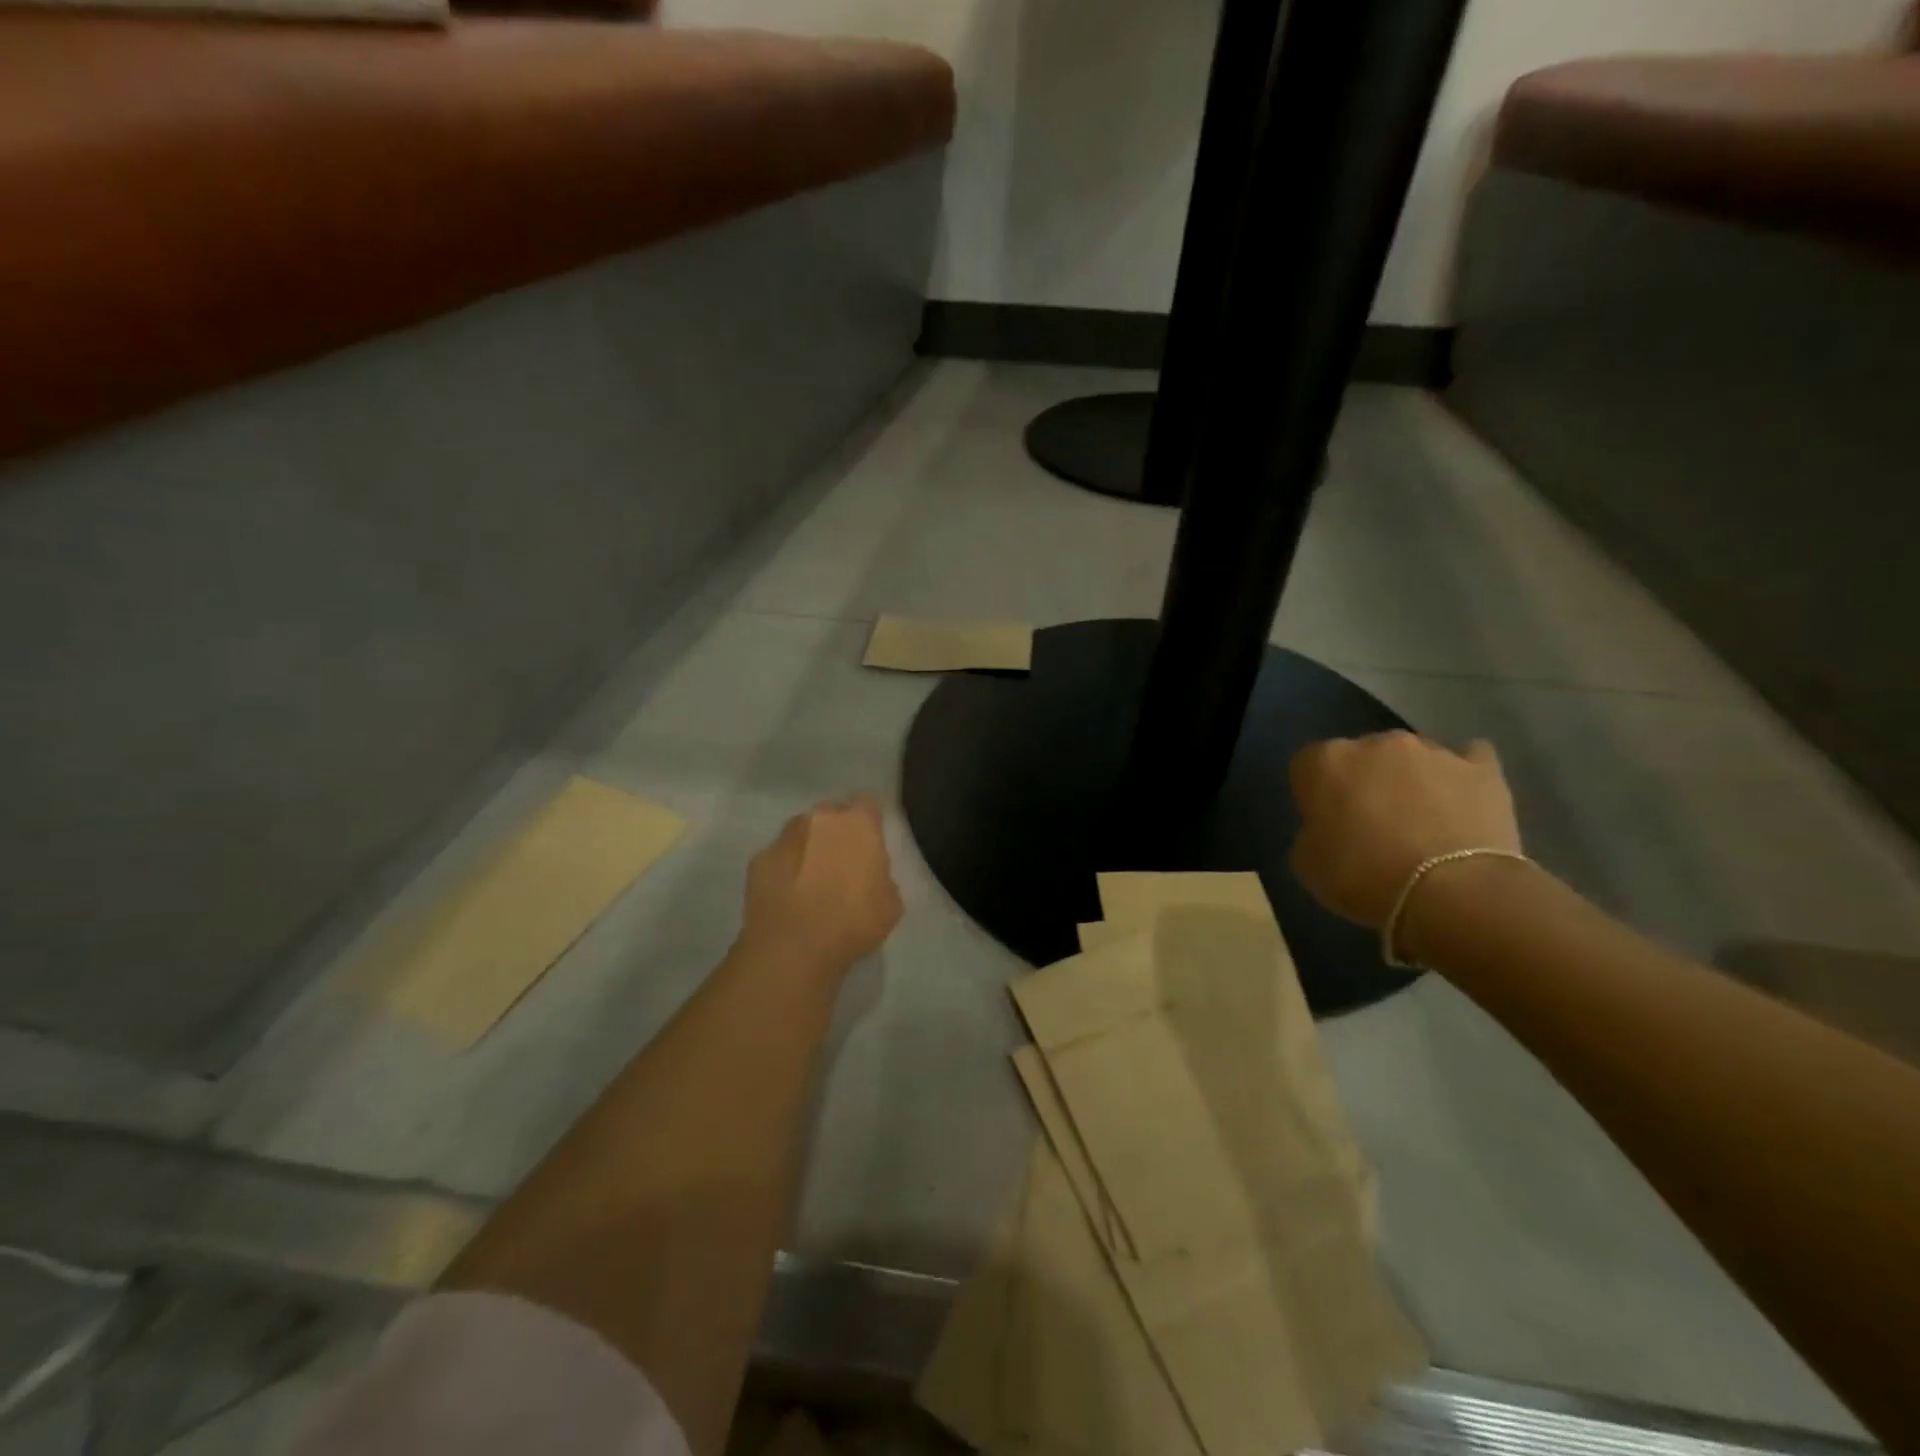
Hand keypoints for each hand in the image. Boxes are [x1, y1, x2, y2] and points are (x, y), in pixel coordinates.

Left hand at [740, 796, 903, 977]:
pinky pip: (779, 857)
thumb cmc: (852, 923)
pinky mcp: (758, 859)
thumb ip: (881, 876)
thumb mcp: (890, 904)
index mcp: (858, 824)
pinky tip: (789, 895)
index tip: (871, 844)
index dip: (870, 823)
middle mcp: (820, 819)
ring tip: (812, 880)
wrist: (792, 949)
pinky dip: (785, 869)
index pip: (868, 805)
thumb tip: (870, 875)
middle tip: (843, 862)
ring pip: (802, 832)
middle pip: (831, 814)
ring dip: (809, 847)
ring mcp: (785, 837)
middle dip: (837, 831)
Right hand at [1289, 732, 1521, 930]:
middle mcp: (1375, 743)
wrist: (1453, 892)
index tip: (1324, 822)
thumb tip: (1330, 827)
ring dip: (1410, 779)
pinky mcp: (1482, 768)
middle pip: (1362, 755)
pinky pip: (1469, 760)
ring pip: (1412, 757)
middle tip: (1372, 823)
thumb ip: (1312, 831)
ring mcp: (1432, 751)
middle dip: (1364, 780)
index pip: (1307, 764)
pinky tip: (1463, 801)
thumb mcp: (1308, 863)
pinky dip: (1462, 776)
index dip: (1314, 794)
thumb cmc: (1363, 877)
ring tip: (1422, 821)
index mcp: (1326, 761)